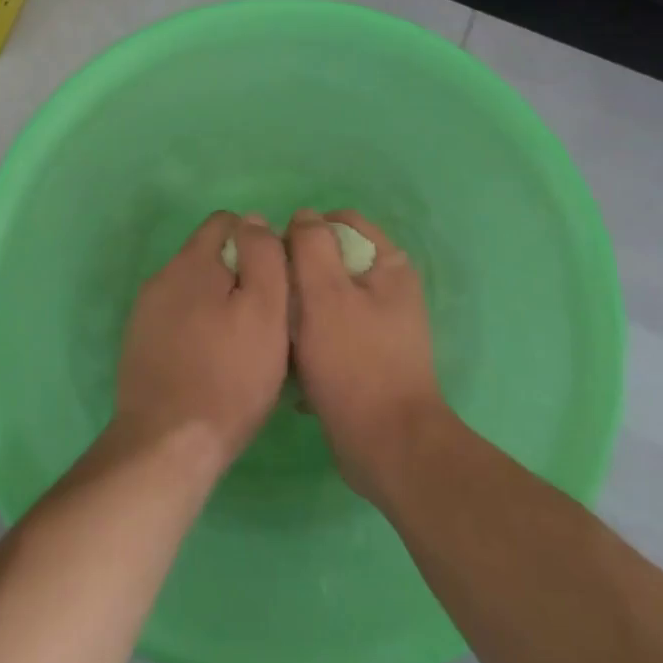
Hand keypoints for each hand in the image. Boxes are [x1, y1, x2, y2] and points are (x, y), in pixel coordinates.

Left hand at [111, 211, 290, 474]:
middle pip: (209, 257)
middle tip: (265, 320)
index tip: (276, 281)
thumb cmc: (229, 376)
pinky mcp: (138, 345)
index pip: (226, 222)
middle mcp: (161, 277)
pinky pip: (177, 321)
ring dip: (218, 306)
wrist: (167, 443)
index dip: (257, 243)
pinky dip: (198, 331)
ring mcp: (145, 313)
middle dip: (238, 277)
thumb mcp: (265, 310)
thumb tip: (254, 219)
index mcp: (191, 262)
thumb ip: (263, 256)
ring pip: (193, 292)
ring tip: (242, 347)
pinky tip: (213, 365)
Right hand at [288, 210, 447, 501]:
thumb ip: (311, 245)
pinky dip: (310, 342)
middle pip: (331, 260)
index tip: (277, 260)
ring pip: (325, 299)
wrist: (387, 446)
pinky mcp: (368, 356)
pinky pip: (330, 333)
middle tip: (274, 300)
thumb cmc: (354, 363)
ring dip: (299, 312)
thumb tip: (303, 216)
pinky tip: (293, 365)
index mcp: (388, 264)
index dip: (304, 232)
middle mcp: (389, 288)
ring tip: (278, 334)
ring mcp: (380, 324)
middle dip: (297, 275)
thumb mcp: (324, 294)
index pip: (340, 222)